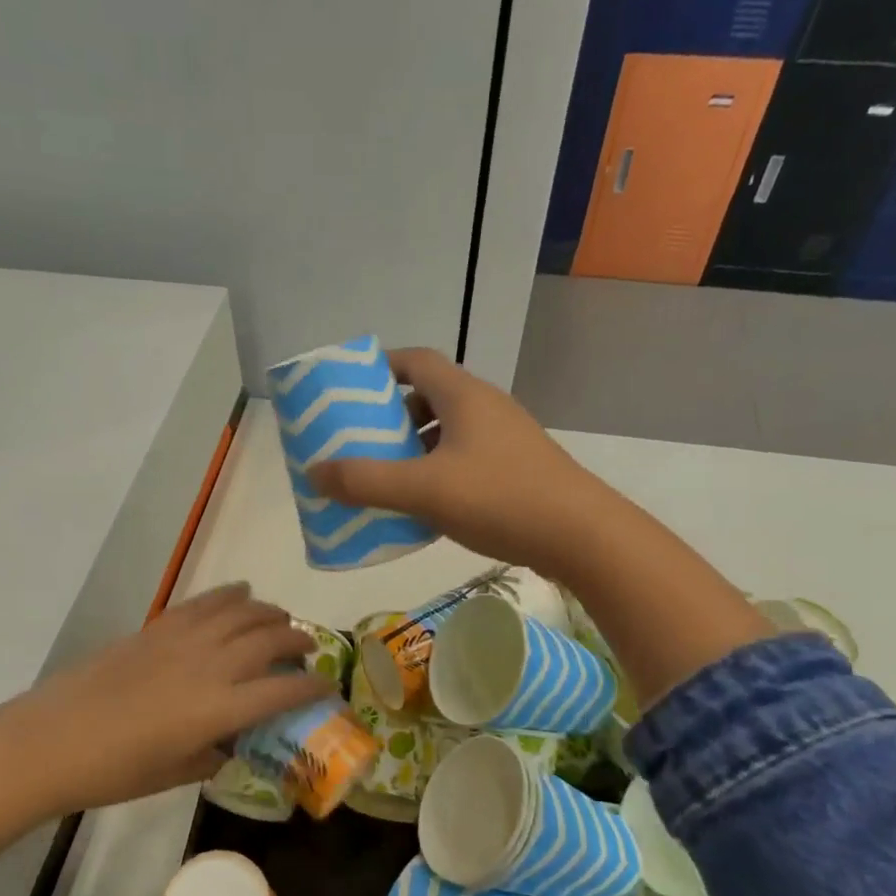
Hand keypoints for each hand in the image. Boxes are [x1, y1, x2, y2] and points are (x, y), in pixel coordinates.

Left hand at [0, 584, 326, 815]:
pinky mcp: (157, 628)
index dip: (313, 687)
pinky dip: (229, 595)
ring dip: (269, 612)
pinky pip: (204, 603)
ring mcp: (183, 641)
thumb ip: (212, 756)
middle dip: (298, 639)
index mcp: (220, 709)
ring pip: (242, 612)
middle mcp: (211, 666)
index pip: (283, 690)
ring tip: (281, 618)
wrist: (50, 741)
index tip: (328, 688)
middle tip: (308, 648)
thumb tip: (229, 747)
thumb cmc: (113, 771)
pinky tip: (240, 593)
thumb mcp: (174, 774)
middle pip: (270, 638)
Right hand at [304, 348, 619, 580]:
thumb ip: (366, 481)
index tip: (349, 389)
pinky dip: (438, 474)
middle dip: (391, 418)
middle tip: (359, 443)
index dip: (380, 368)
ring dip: (414, 450)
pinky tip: (424, 507)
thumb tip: (313, 472)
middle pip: (429, 398)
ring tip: (384, 478)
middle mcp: (486, 408)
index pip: (416, 360)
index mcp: (463, 396)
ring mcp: (506, 440)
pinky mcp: (517, 471)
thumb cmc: (499, 498)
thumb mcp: (423, 490)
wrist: (581, 535)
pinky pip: (465, 461)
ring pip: (448, 434)